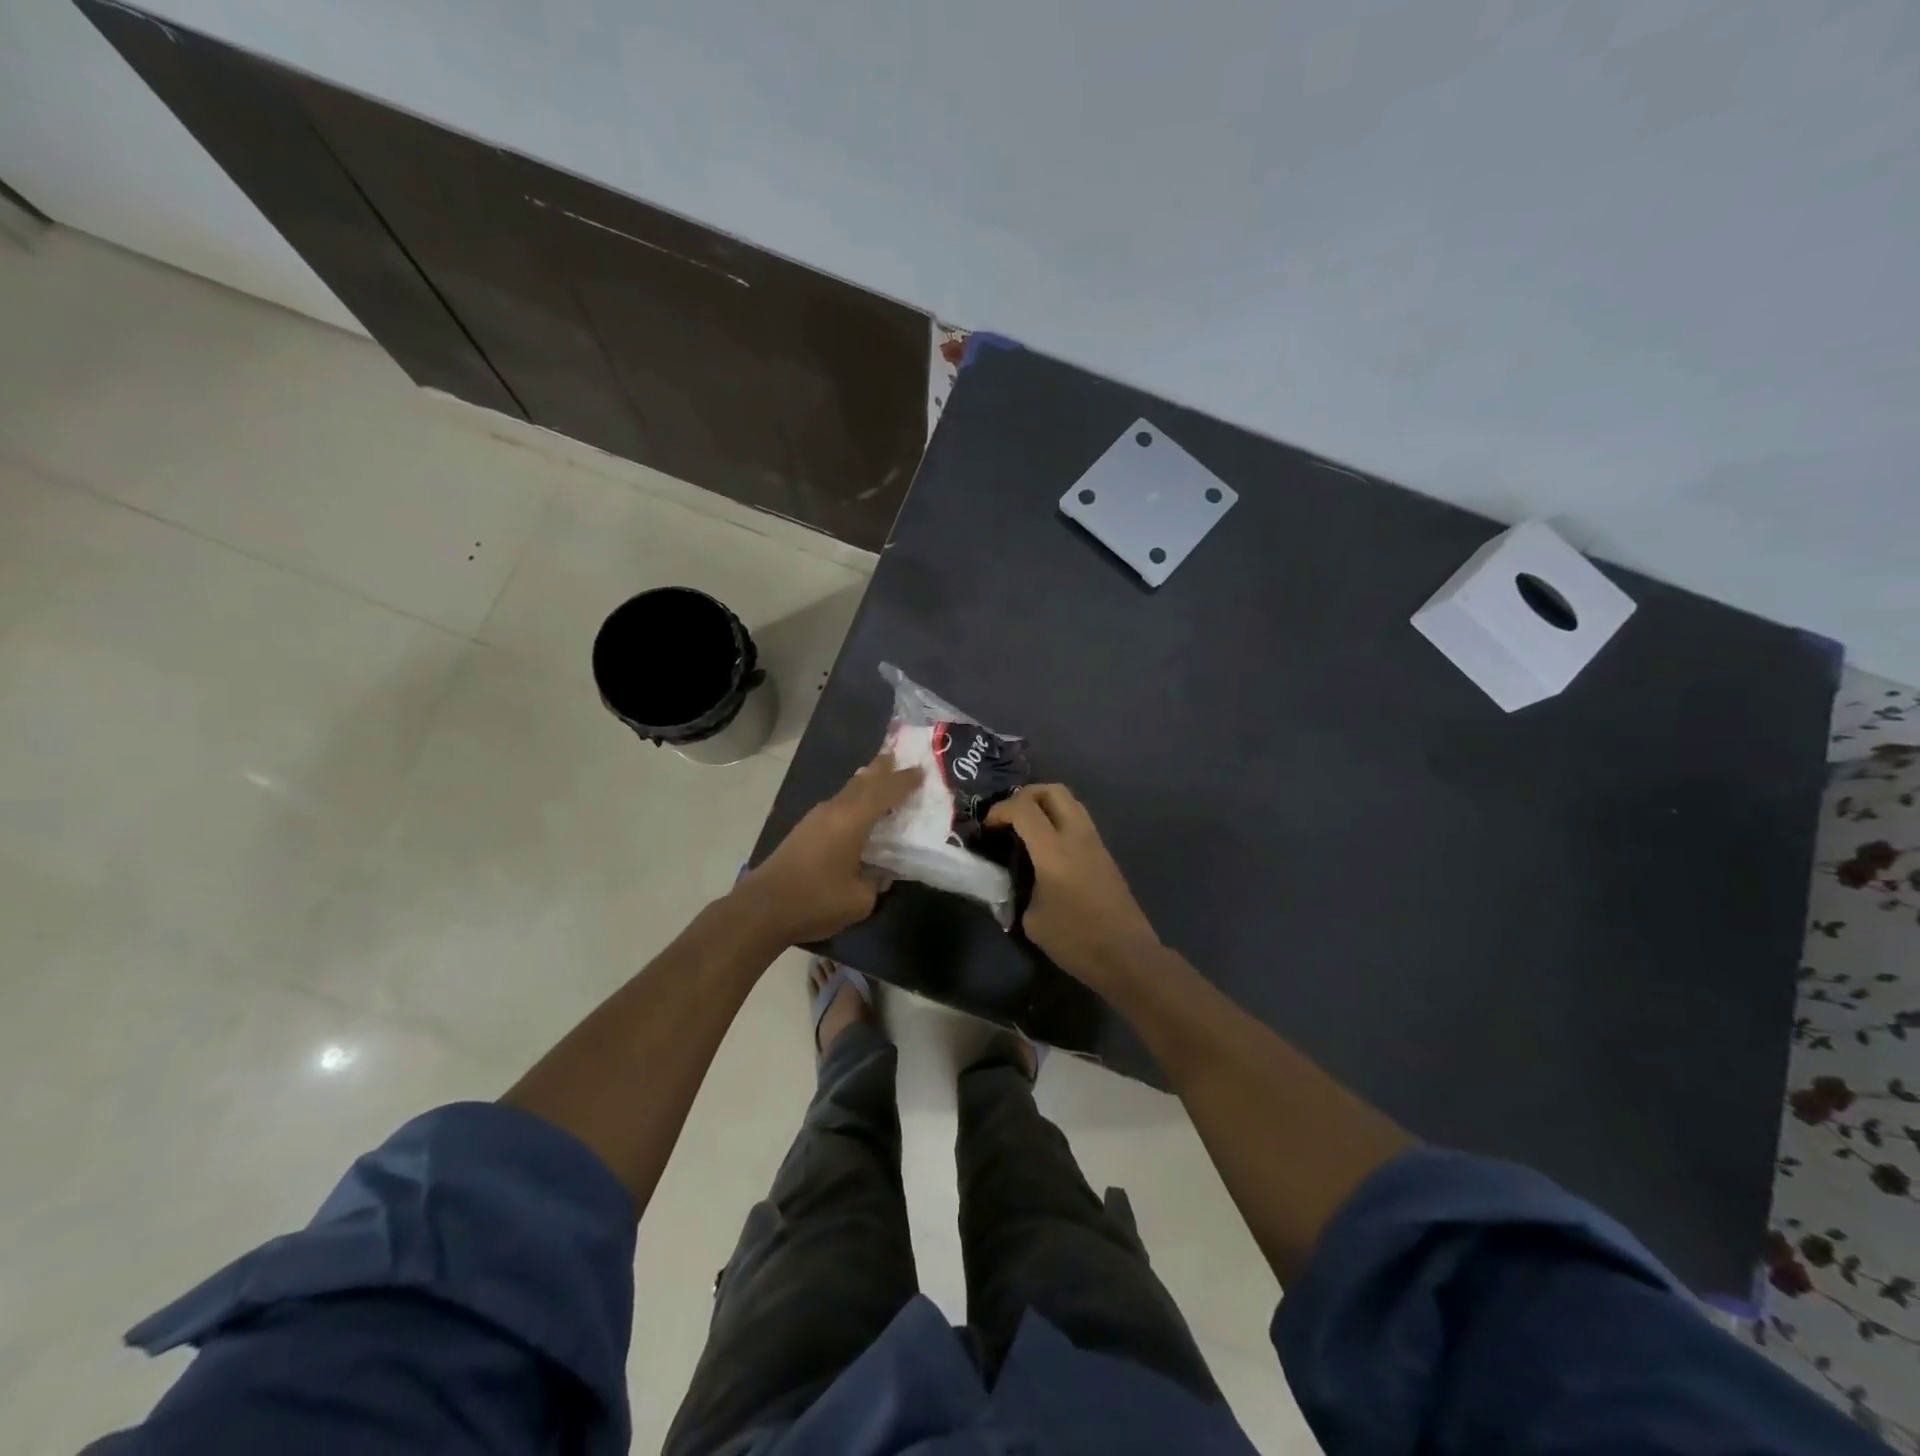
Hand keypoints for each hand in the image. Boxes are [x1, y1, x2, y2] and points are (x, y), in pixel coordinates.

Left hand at [732, 754, 921, 945]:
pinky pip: (837, 805)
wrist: (762, 909)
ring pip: (847, 791)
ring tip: (879, 777)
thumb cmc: (816, 900)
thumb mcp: (860, 899)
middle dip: (881, 769)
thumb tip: (880, 873)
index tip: (922, 771)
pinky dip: (853, 800)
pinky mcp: (804, 831)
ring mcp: (815, 819)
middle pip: (863, 781)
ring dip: (865, 783)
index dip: (905, 781)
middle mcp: (834, 810)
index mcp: (852, 819)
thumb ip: (876, 881)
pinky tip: (856, 810)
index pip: (885, 792)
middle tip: (897, 756)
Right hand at [986, 784, 1161, 987]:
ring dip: (1045, 805)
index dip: (1000, 810)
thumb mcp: (1032, 920)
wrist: (1126, 956)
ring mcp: (1095, 843)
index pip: (1023, 808)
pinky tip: (1047, 847)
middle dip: (1026, 796)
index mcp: (1054, 850)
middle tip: (1009, 817)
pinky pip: (1079, 821)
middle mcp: (1076, 836)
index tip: (988, 828)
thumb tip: (1015, 882)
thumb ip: (1019, 891)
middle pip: (1053, 790)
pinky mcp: (1105, 854)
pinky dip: (1059, 821)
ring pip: (1070, 802)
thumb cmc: (1075, 940)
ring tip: (1027, 829)